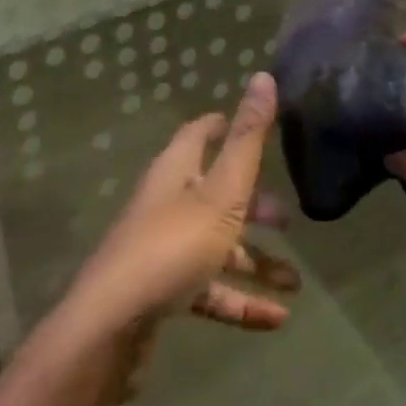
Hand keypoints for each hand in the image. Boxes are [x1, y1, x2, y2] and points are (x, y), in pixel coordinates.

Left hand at [67, 72, 299, 342]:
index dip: (225, 126)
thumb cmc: (173, 246)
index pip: (200, 134)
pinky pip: (209, 291)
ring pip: (217, 247)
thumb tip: (264, 75)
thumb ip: (247, 138)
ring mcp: (163, 251)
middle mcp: (167, 204)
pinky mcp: (163, 295)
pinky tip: (276, 320)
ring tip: (295, 282)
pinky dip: (241, 302)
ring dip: (255, 262)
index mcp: (176, 170)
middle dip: (253, 205)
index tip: (255, 126)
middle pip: (214, 193)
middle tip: (287, 217)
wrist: (110, 330)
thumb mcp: (222, 191)